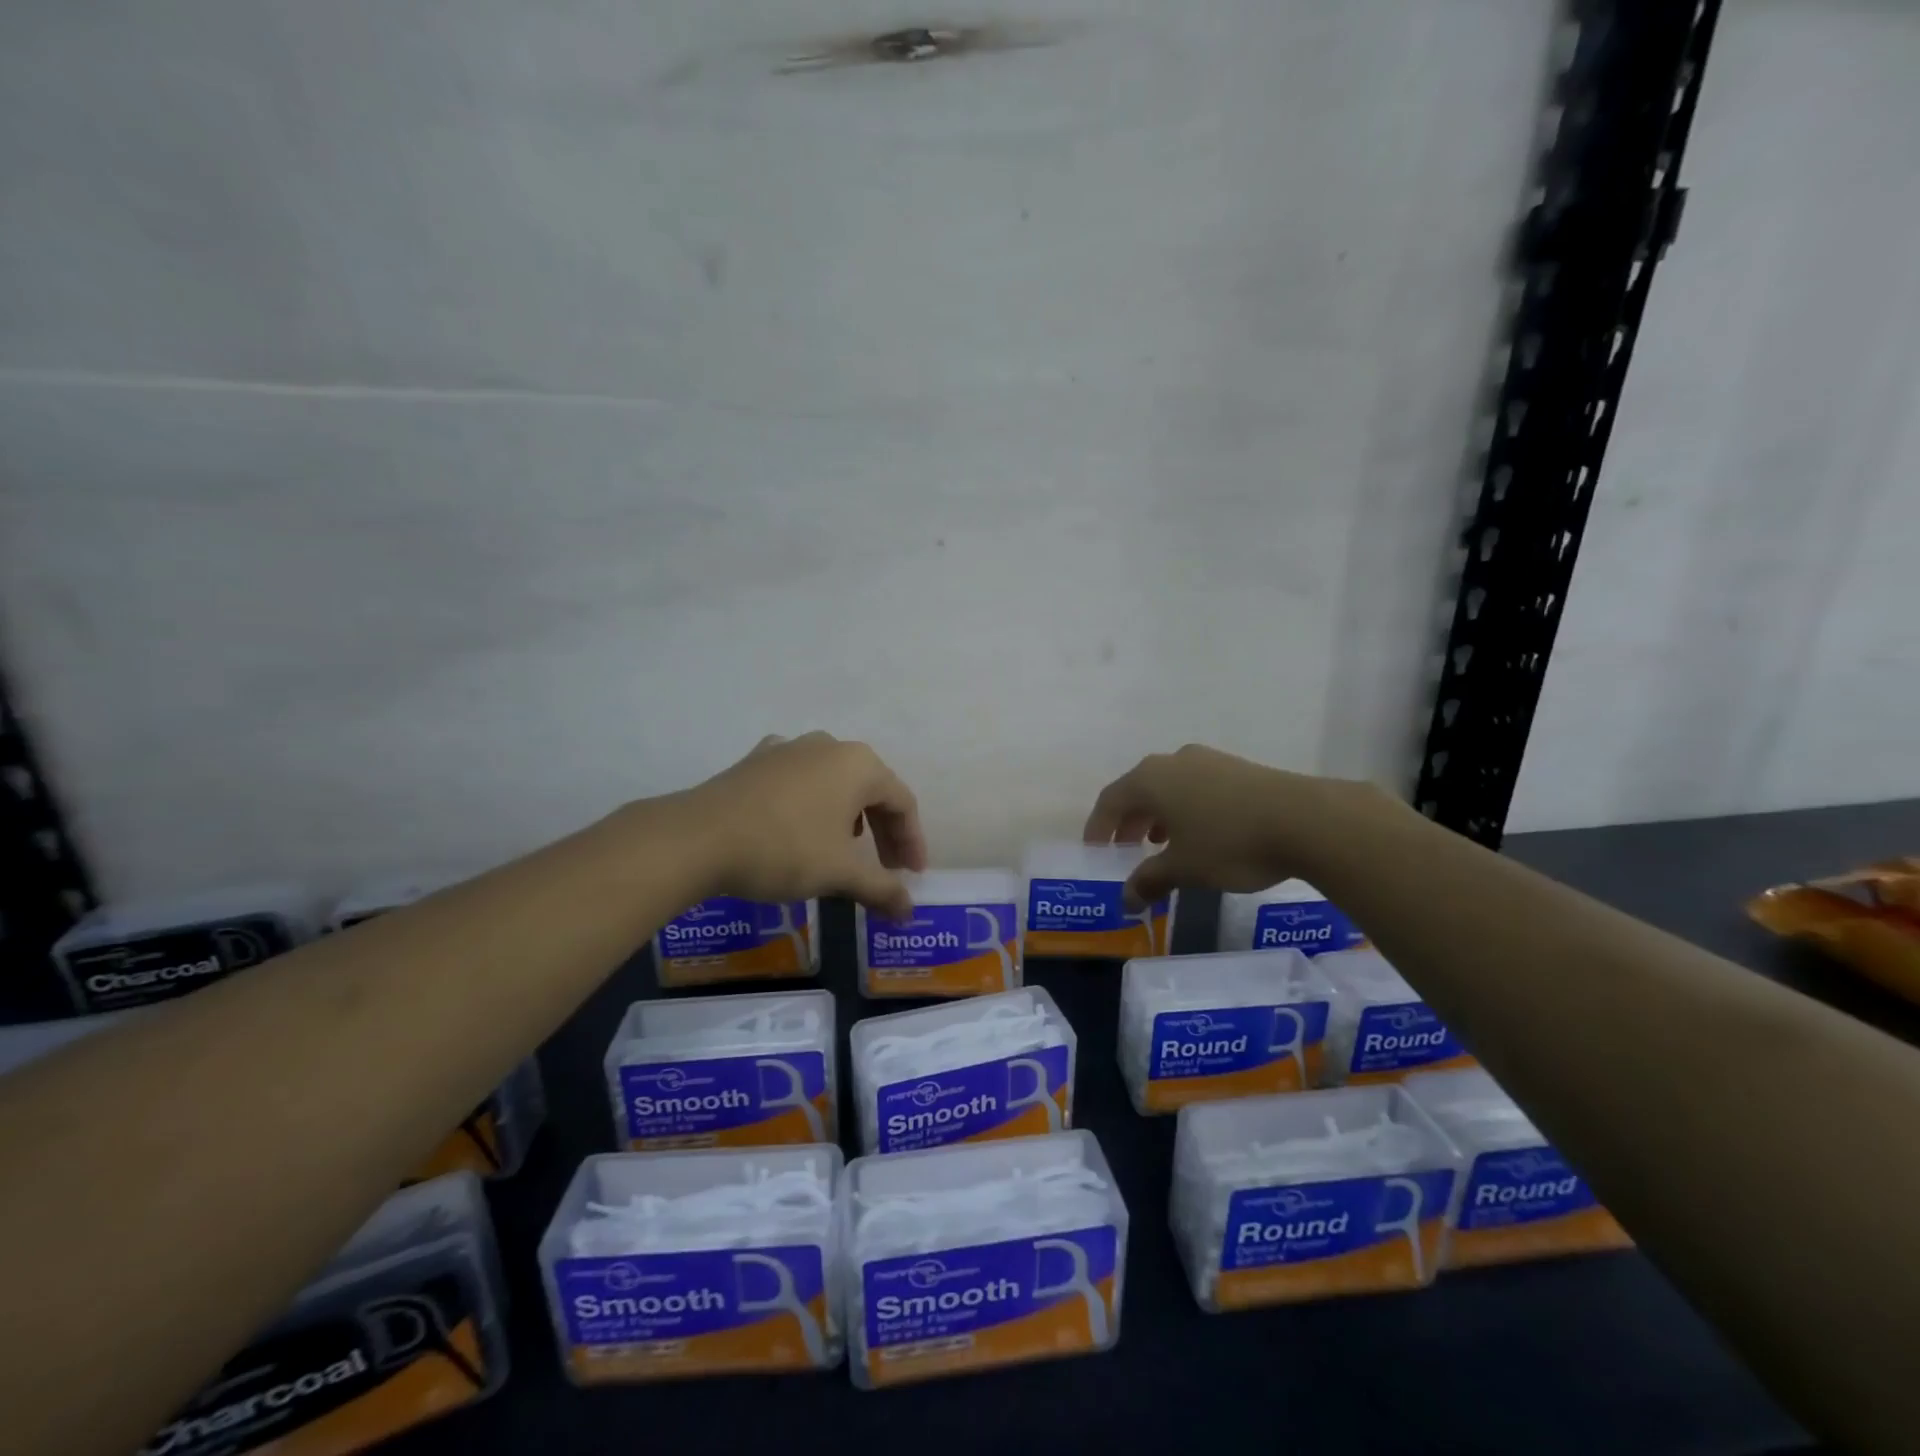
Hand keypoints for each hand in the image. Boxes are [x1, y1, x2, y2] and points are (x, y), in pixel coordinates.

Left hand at [678, 732, 927, 918]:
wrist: (697, 838)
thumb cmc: (784, 849)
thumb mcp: (840, 873)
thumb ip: (881, 889)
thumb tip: (908, 910)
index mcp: (859, 764)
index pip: (901, 803)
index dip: (912, 841)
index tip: (912, 876)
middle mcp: (828, 746)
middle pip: (870, 790)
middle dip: (883, 831)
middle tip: (887, 869)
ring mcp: (789, 748)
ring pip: (833, 783)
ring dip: (848, 817)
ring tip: (845, 849)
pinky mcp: (756, 761)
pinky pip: (798, 781)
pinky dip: (811, 805)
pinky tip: (800, 826)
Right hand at [1083, 744, 1370, 906]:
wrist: (1305, 819)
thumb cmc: (1229, 843)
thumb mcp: (1184, 868)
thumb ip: (1149, 880)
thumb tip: (1126, 900)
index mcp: (1150, 779)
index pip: (1110, 800)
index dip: (1098, 828)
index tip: (1095, 852)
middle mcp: (1173, 761)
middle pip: (1138, 790)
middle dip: (1128, 822)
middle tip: (1126, 851)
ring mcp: (1208, 761)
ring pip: (1169, 788)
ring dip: (1158, 816)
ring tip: (1162, 845)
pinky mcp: (1237, 768)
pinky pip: (1196, 787)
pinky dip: (1185, 810)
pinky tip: (1200, 834)